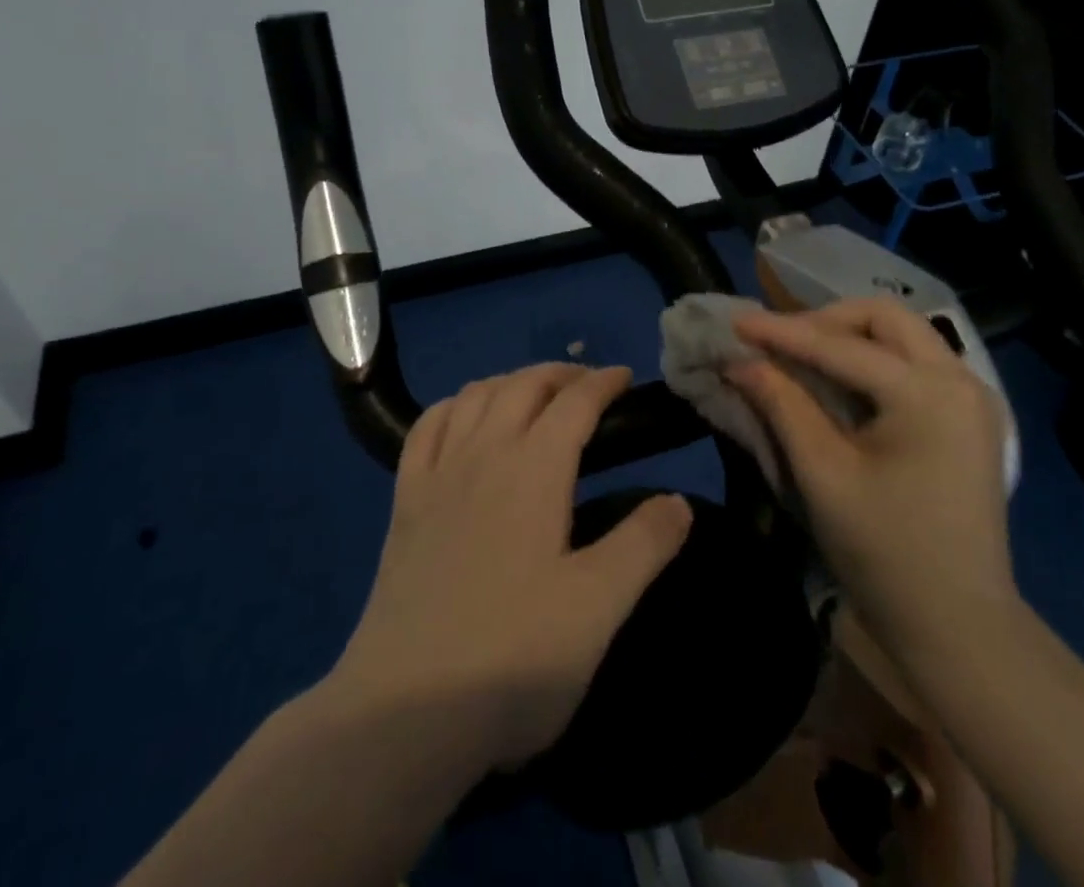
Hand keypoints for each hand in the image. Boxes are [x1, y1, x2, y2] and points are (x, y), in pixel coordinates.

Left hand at [330, 363, 693, 771]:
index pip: (574, 402)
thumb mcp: (599, 606)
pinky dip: (453, 406)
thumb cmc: (513, 655)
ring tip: (533, 394)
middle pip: (522, 386)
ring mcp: (437, 474)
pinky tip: (462, 417)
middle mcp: (484, 453)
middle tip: (588, 384)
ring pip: (474, 395)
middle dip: (560, 373)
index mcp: (534, 469)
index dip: (603, 381)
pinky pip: (425, 427)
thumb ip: (645, 545)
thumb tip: (679, 500)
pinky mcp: (404, 502)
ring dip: (510, 381)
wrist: (406, 710)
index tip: (626, 377)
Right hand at [728, 299, 1017, 657]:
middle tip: (780, 343)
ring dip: (849, 336)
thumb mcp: (823, 475)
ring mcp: (973, 397)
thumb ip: (783, 405)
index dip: (782, 332)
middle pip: (885, 318)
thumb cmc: (886, 554)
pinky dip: (873, 359)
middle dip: (825, 321)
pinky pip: (915, 362)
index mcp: (929, 394)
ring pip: (902, 334)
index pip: (841, 346)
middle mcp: (961, 379)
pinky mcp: (971, 417)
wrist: (961, 628)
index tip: (736, 322)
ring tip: (802, 356)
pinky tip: (841, 380)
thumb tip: (741, 363)